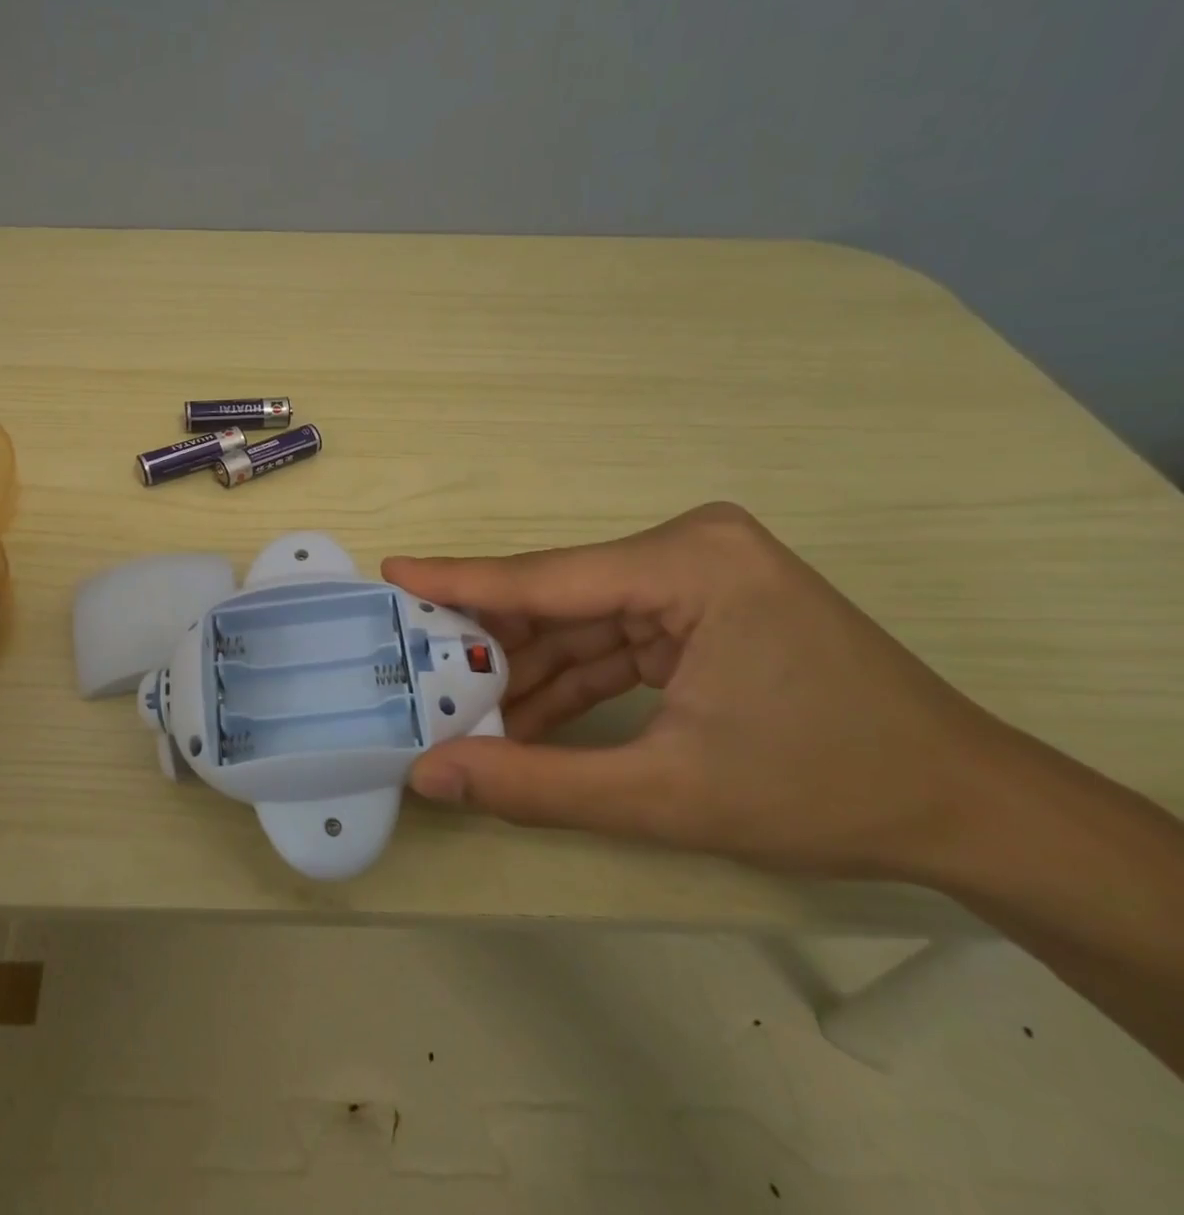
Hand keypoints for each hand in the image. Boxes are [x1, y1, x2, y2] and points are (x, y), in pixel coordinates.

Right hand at [383, 503, 1021, 880]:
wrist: (968, 812)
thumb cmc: (826, 791)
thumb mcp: (666, 796)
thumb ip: (535, 783)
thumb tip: (429, 775)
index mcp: (690, 565)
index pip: (546, 578)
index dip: (460, 582)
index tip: (391, 571)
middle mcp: (689, 549)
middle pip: (559, 598)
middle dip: (493, 647)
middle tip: (419, 674)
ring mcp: (698, 576)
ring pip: (580, 621)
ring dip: (529, 672)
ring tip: (465, 714)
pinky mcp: (701, 606)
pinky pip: (612, 638)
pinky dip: (570, 680)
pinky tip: (526, 720)